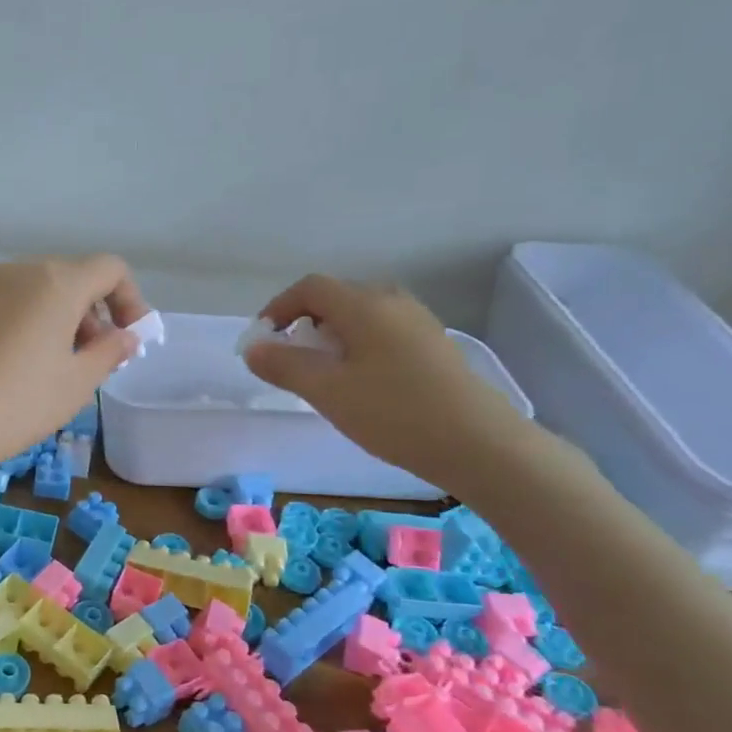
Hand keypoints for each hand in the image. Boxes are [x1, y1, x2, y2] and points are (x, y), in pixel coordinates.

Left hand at [0, 256, 148, 492]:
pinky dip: (17, 324)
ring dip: (52, 319)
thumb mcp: (73, 386)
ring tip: (47, 367)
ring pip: (30, 291)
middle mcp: (15, 271)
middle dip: (90, 314)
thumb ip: (107, 353)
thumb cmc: (12, 405)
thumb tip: (124, 336)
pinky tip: (4, 368)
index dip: (129, 300)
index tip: (127, 340)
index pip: (109, 269)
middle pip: (68, 278)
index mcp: (55, 282)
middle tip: (89, 360)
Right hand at [242, 275, 537, 495]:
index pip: (309, 288)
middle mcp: (392, 302)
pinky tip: (358, 382)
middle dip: (302, 323)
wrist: (478, 444)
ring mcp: (417, 322)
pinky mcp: (432, 345)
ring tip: (321, 374)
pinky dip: (355, 346)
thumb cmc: (394, 413)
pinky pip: (381, 331)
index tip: (261, 342)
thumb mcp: (327, 391)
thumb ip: (284, 366)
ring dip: (330, 336)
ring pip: (359, 315)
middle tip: (288, 361)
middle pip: (335, 297)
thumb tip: (253, 348)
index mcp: (364, 305)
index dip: (277, 308)